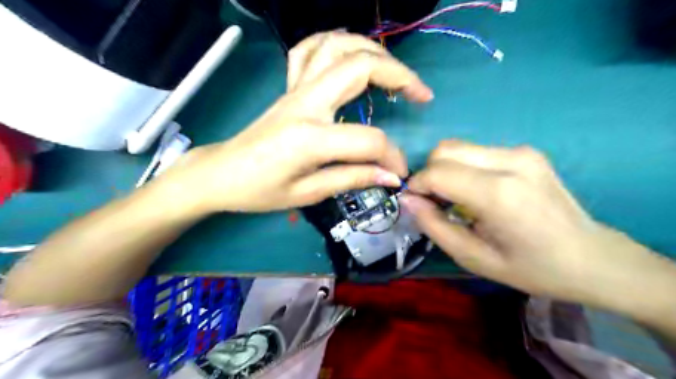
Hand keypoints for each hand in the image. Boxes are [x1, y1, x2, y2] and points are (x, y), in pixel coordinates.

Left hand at [154, 32, 433, 212]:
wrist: (222, 173)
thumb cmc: (260, 190)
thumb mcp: (308, 194)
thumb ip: (352, 179)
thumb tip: (390, 176)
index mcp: (310, 136)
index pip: (368, 140)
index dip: (392, 158)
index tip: (399, 174)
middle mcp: (305, 102)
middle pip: (360, 67)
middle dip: (400, 75)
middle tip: (421, 95)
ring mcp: (295, 89)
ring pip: (337, 45)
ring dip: (373, 51)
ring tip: (393, 72)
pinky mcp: (289, 87)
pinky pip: (310, 49)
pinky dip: (335, 43)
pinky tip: (350, 57)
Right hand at [400, 141, 675, 311]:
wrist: (592, 258)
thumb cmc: (531, 268)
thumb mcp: (474, 258)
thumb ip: (434, 226)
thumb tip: (408, 200)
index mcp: (498, 194)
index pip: (437, 172)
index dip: (417, 185)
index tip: (414, 203)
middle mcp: (510, 162)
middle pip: (445, 150)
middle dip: (429, 173)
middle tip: (434, 201)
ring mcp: (522, 152)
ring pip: (459, 147)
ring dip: (446, 169)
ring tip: (455, 198)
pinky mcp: (527, 151)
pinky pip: (477, 152)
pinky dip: (464, 168)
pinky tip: (477, 191)